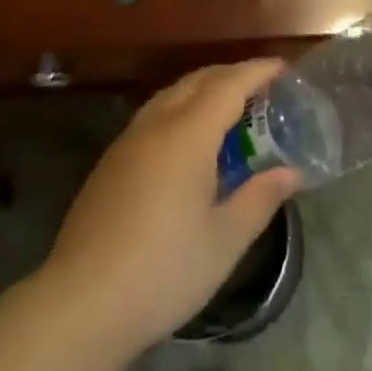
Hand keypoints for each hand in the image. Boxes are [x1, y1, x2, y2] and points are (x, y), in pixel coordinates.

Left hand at [38, 59, 298, 355]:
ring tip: (229, 109)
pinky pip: (154, 115)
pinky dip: (181, 108)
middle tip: (262, 87)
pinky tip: (189, 141)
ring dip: (203, 89)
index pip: (228, 85)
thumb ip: (259, 199)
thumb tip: (290, 173)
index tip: (283, 68)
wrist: (81, 303)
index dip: (257, 71)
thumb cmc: (163, 271)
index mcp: (187, 135)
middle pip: (197, 80)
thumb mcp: (224, 241)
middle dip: (231, 75)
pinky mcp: (110, 162)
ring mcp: (127, 141)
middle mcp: (156, 125)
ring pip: (171, 94)